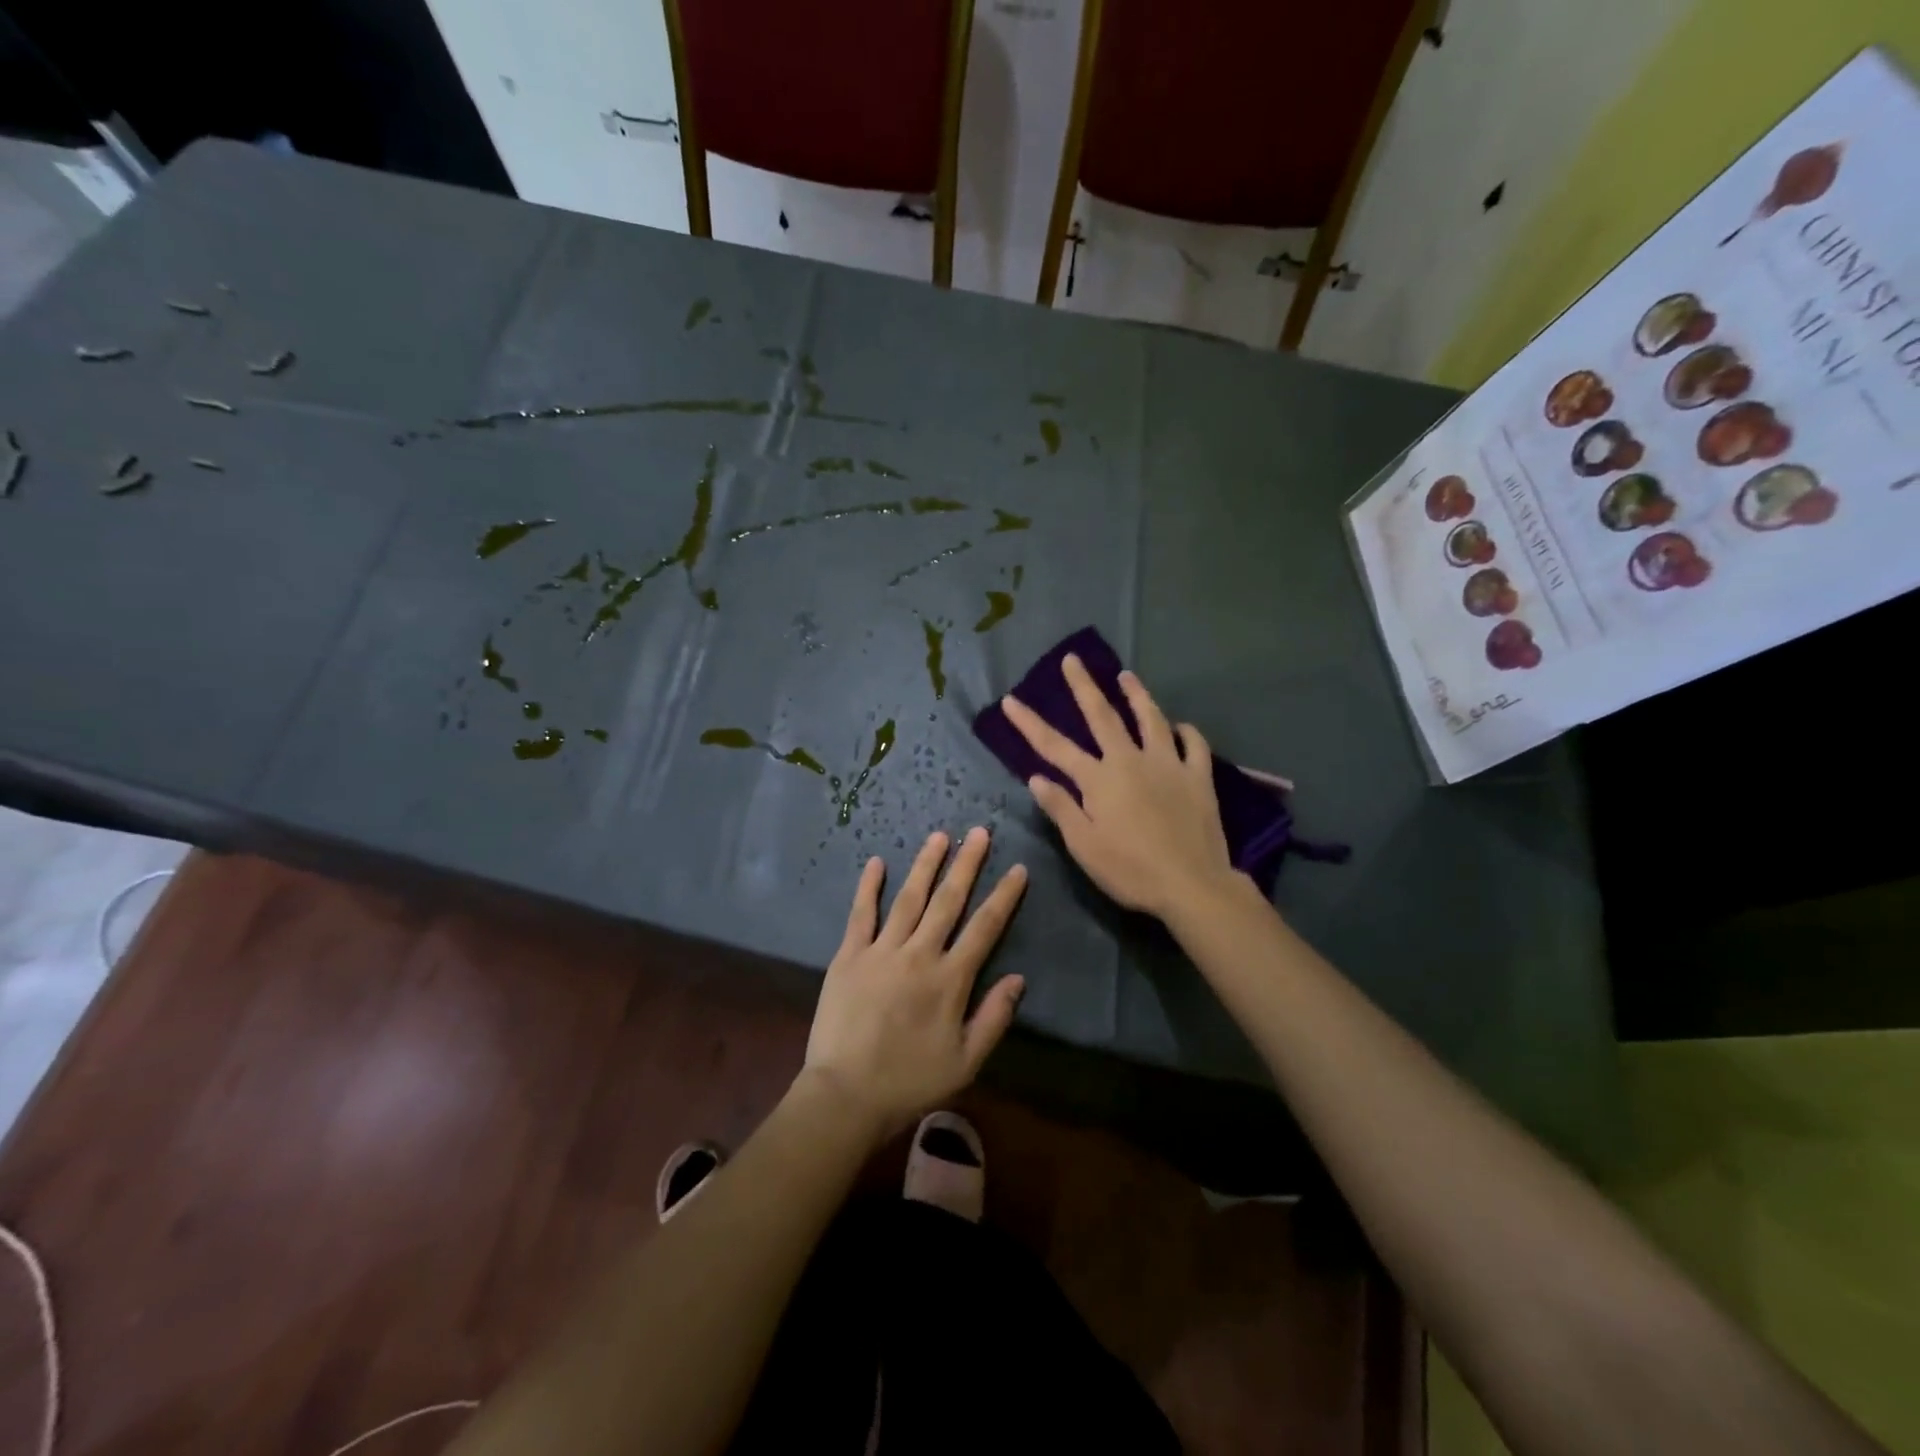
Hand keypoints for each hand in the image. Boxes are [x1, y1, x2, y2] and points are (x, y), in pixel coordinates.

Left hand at [802, 828, 1027, 1138]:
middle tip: (979, 832)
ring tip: (939, 836)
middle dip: (966, 864)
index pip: (985, 928)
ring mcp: (881, 951)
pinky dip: (868, 887)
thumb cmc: (910, 1082)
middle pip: (948, 901)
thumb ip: (994, 1017)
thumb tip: (1018, 978)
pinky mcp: (849, 956)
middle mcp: (919, 954)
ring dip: (925, 865)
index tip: (1017, 869)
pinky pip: (861, 914)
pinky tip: (877, 862)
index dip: (1004, 896)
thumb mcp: (965, 1061)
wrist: (845, 1095)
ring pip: (909, 898)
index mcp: (950, 980)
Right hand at [1001, 656, 1236, 919]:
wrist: (1191, 884)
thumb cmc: (1130, 870)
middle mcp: (1130, 761)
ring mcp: (1168, 764)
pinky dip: (1186, 732)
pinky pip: (1194, 746)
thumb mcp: (1084, 845)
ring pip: (1151, 719)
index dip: (1029, 723)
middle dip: (1084, 686)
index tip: (1011, 700)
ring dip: (1137, 695)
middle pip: (1103, 716)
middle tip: (1073, 660)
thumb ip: (1061, 808)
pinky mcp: (1197, 777)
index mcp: (1098, 779)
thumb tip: (1036, 777)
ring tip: (1126, 675)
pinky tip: (1181, 726)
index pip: (1054, 746)